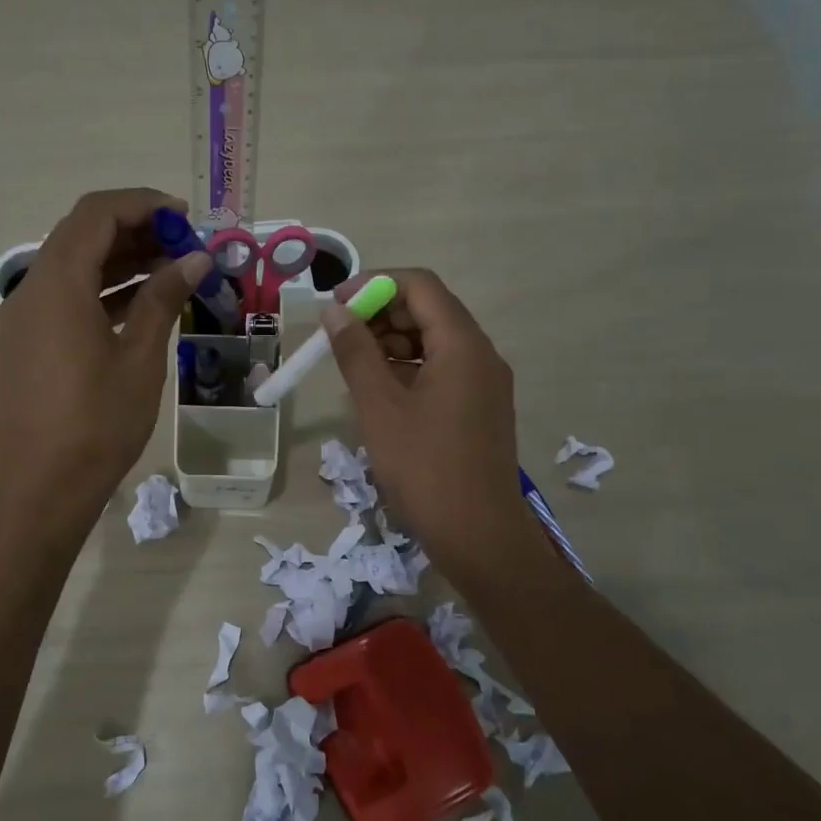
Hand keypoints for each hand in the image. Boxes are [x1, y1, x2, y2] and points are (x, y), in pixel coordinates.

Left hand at [0, 189, 211, 529]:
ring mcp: (25, 318)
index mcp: (57, 284)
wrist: (42, 489)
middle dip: (136, 230)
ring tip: (174, 271)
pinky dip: (104, 290)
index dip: (143, 205)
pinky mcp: (28, 343)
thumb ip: (163, 299)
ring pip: (75, 266)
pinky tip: (143, 304)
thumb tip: (194, 259)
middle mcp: (32, 290)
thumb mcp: (140, 358)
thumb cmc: (97, 423)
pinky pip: (67, 298)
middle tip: (185, 245)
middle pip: (83, 235)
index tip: (186, 219)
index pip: (97, 214)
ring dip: (122, 260)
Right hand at [321, 269, 541, 578]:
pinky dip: (409, 369)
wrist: (479, 536)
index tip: (335, 304)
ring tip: (353, 365)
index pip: (420, 285)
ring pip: (435, 341)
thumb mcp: (379, 406)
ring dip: (392, 343)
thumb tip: (335, 311)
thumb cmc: (425, 468)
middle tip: (339, 337)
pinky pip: (443, 369)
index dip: (374, 284)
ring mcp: (485, 383)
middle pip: (429, 310)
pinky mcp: (481, 408)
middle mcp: (481, 354)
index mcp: (463, 344)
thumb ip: (355, 352)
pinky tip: (379, 392)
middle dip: (381, 314)